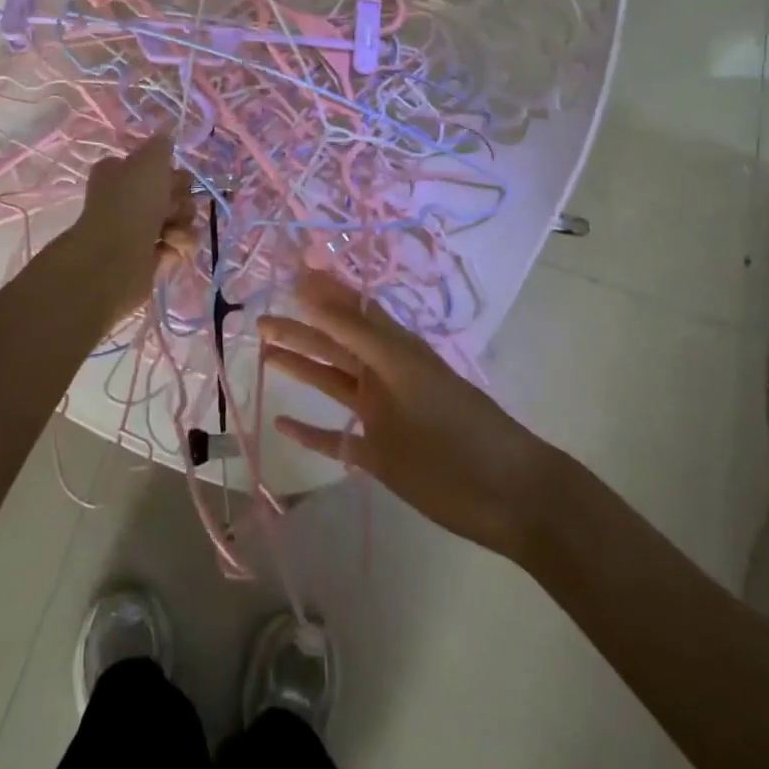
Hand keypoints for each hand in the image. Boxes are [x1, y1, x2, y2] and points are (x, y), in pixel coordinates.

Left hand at [64, 135, 196, 323]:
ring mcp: (137, 231)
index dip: (169, 172)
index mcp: (119, 173)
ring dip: (183, 223)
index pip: (154, 166)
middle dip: (180, 198)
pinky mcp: (150, 258)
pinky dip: (179, 245)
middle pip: (172, 193)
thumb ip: (161, 145)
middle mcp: (126, 200)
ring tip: (171, 231)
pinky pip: (178, 245)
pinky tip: (169, 246)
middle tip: (172, 206)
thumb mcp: (150, 160)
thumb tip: (166, 139)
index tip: (173, 177)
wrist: (116, 259)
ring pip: (179, 219)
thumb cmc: (131, 203)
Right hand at [260, 270, 552, 555]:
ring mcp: (381, 416)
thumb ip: (360, 334)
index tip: (291, 274)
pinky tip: (283, 423)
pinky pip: (336, 438)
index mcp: (395, 349)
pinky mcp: (379, 455)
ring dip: (300, 368)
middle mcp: (384, 376)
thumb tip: (315, 292)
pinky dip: (311, 432)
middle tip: (260, 320)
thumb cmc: (457, 425)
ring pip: (331, 384)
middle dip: (300, 329)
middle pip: (335, 346)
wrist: (508, 494)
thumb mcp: (406, 371)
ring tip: (264, 353)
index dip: (324, 290)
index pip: (353, 310)